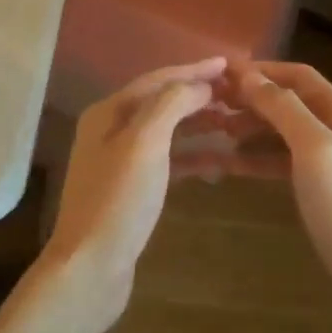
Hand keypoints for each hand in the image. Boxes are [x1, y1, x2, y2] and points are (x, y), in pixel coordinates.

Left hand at [44, 57, 226, 330]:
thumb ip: (172, 105)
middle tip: (240, 95)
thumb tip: (200, 84)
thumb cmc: (119, 200)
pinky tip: (220, 162)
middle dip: (199, 96)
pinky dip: (193, 157)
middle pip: (162, 103)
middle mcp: (110, 130)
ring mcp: (120, 162)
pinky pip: (168, 161)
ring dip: (200, 125)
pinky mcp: (132, 190)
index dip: (194, 70)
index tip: (230, 65)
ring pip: (167, 132)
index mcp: (109, 113)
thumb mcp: (145, 143)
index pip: (158, 80)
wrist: (91, 268)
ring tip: (236, 124)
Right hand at [231, 61, 331, 329]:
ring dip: (250, 127)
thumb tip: (250, 76)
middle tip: (210, 104)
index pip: (298, 75)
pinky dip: (256, 158)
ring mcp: (329, 160)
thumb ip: (284, 109)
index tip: (221, 74)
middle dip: (251, 98)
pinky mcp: (319, 189)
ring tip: (215, 130)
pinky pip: (281, 162)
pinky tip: (229, 164)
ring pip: (282, 132)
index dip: (262, 70)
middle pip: (288, 101)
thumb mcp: (315, 148)